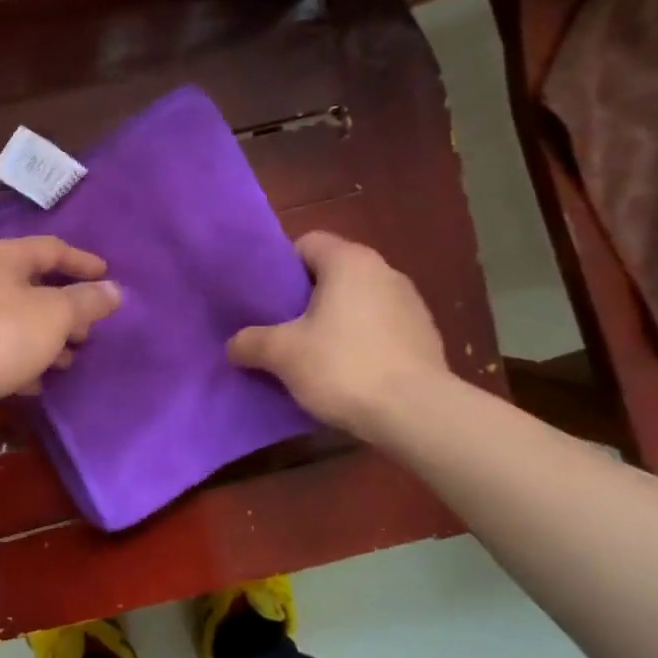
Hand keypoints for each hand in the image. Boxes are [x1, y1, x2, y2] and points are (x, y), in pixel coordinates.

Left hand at [0, 236, 121, 435]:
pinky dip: (24, 362)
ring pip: (20, 322)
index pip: (52, 248)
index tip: (109, 278)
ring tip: (70, 360)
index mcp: (6, 259)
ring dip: (48, 339)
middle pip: (35, 286)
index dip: (83, 262)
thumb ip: (86, 301)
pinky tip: (37, 382)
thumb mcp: (54, 314)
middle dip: (67, 308)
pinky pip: (3, 351)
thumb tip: (115, 290)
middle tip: (91, 329)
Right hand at [227, 232, 448, 439]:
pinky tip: (346, 372)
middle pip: (332, 274)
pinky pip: (379, 329)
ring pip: (357, 302)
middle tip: (279, 328)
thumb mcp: (282, 354)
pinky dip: (360, 342)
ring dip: (333, 322)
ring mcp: (410, 304)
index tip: (266, 299)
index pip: (307, 243)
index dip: (281, 267)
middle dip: (304, 299)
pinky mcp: (424, 336)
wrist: (416, 414)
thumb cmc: (343, 367)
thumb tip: (234, 345)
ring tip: (311, 354)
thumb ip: (250, 342)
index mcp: (350, 261)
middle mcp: (384, 271)